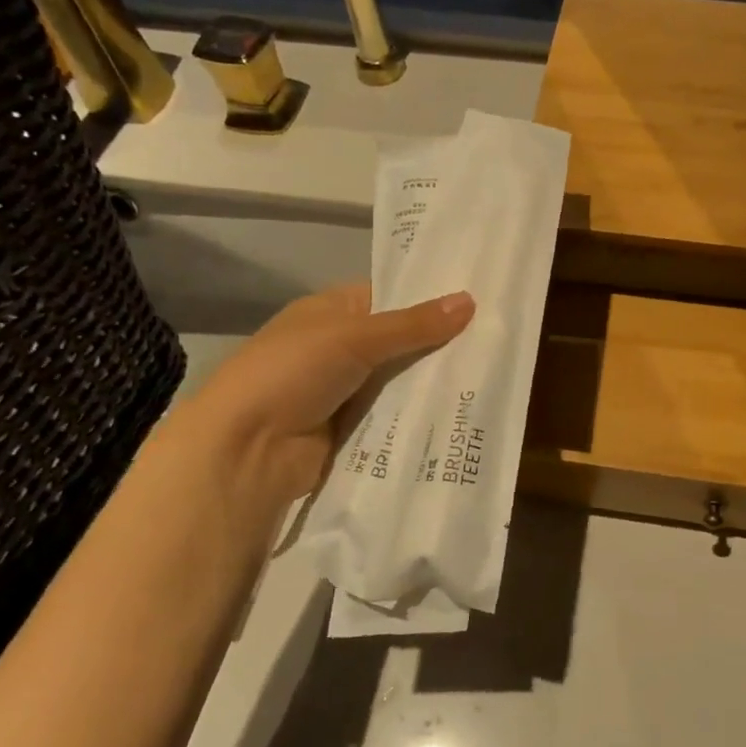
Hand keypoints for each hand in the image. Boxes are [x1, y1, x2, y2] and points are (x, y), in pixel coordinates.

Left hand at [182, 283, 473, 509]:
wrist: (246, 450)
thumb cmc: (291, 373)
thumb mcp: (354, 337)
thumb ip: (413, 324)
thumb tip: (470, 300)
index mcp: (331, 312)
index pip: (389, 296)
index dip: (429, 298)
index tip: (480, 301)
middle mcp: (340, 348)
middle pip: (401, 342)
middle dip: (441, 344)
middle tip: (499, 341)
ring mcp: (347, 392)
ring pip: (402, 382)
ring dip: (434, 383)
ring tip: (494, 376)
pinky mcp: (355, 430)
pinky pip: (397, 417)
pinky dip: (421, 416)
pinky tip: (466, 413)